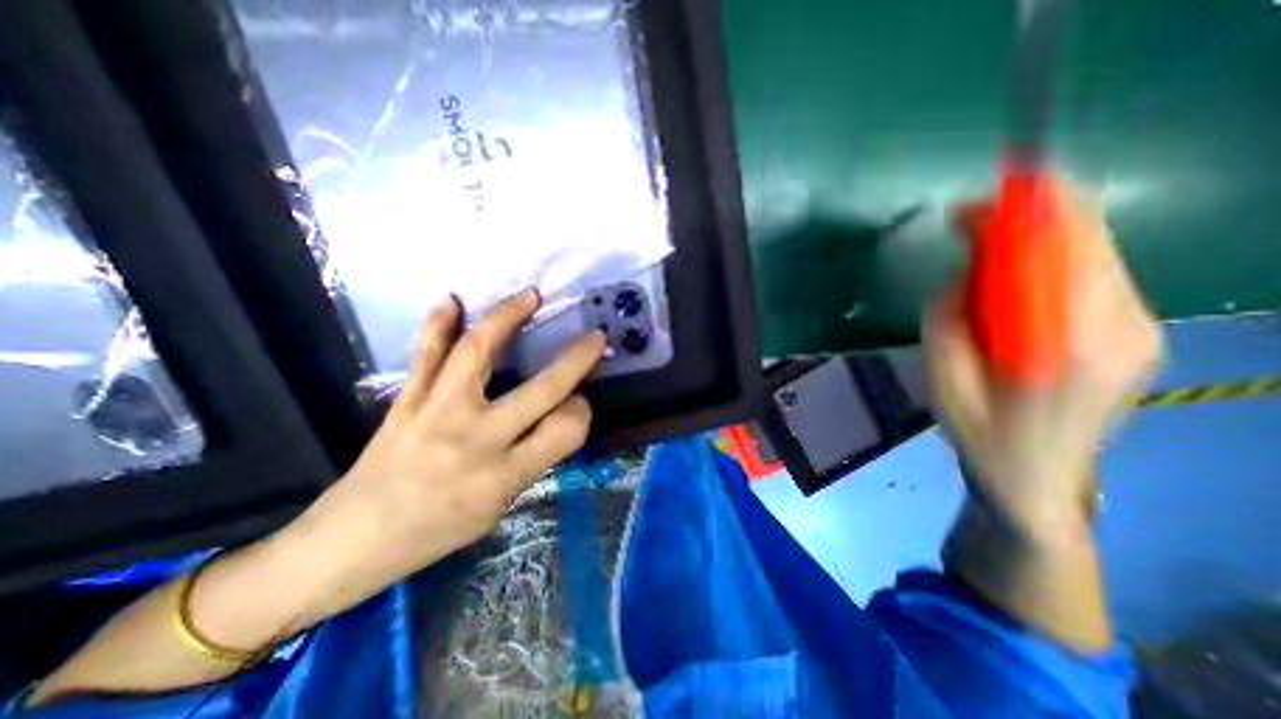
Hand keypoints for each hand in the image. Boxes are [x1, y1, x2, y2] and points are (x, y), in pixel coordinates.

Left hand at [263, 289, 605, 624]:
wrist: (351, 542)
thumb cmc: (434, 534)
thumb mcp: (497, 509)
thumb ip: (530, 460)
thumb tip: (556, 417)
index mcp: (502, 476)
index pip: (565, 431)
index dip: (582, 412)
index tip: (579, 403)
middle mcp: (475, 439)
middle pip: (540, 390)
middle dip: (575, 360)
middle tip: (594, 338)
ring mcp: (437, 413)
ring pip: (478, 353)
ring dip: (508, 318)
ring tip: (529, 296)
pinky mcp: (407, 401)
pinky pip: (426, 355)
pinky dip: (438, 324)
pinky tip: (453, 300)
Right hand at [928, 182, 1167, 541]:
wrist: (1036, 479)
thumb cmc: (980, 433)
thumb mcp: (942, 378)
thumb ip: (948, 318)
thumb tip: (963, 272)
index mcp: (1068, 343)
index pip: (1065, 248)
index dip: (1023, 211)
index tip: (974, 204)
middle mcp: (1121, 325)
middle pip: (1087, 238)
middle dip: (1028, 216)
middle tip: (967, 226)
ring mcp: (1139, 328)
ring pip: (1093, 252)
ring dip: (1035, 241)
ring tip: (981, 259)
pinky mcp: (1136, 332)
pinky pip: (1094, 274)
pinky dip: (1050, 263)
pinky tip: (1012, 285)